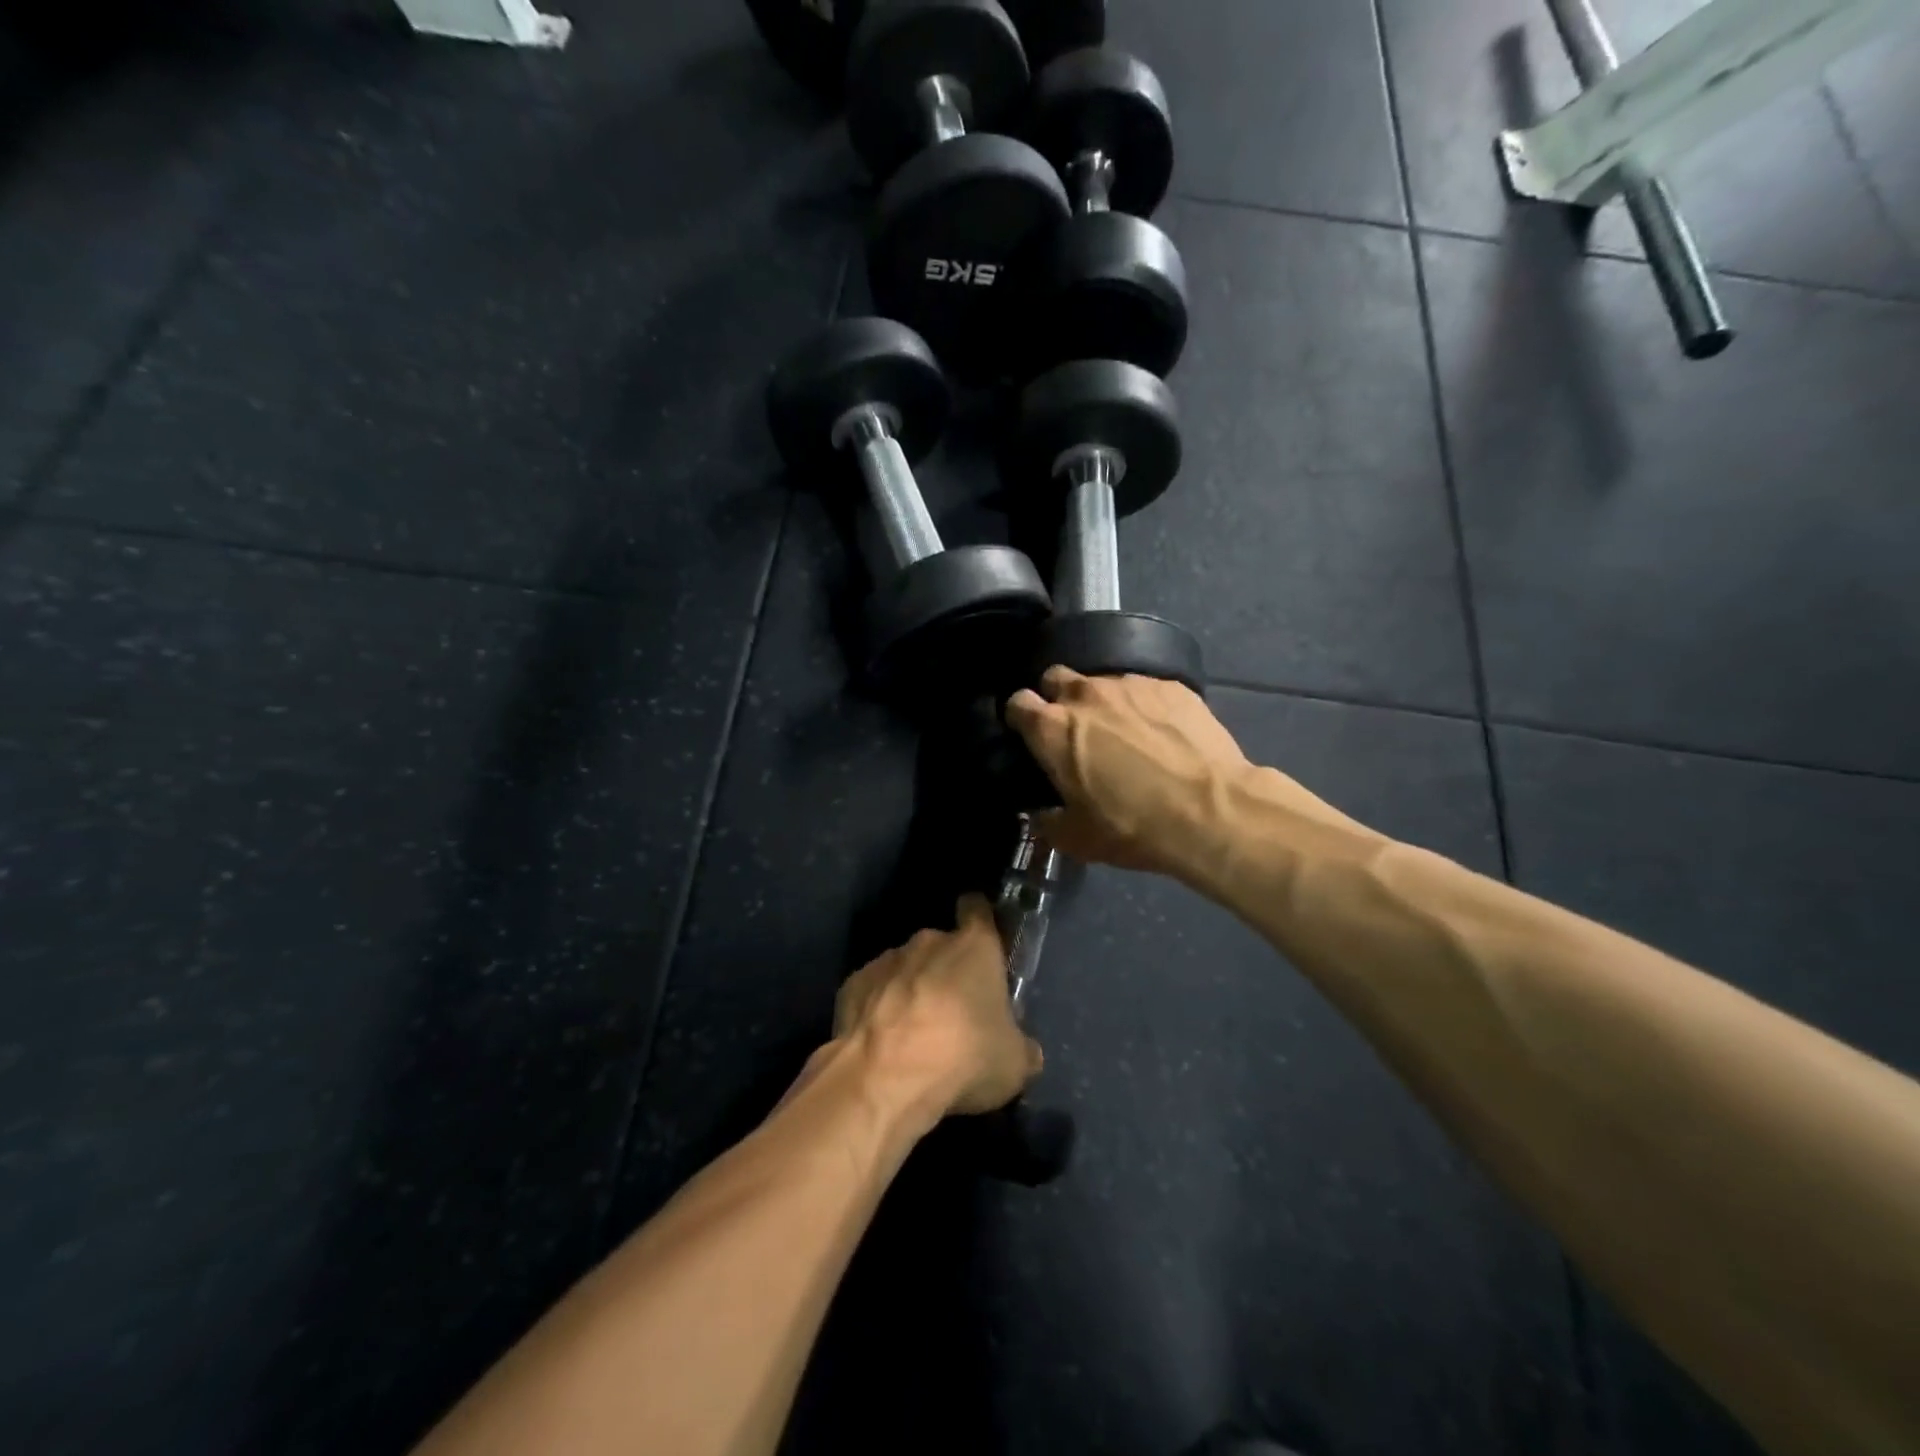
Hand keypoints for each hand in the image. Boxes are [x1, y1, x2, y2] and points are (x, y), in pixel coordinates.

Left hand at [833, 895, 1042, 1119]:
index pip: (977, 909)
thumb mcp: (1014, 1064)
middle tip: (954, 1013)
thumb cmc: (963, 1057)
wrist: (884, 1076)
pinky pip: (874, 991)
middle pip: (942, 946)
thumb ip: (1021, 1047)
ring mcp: (887, 959)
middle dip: (947, 972)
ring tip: (913, 1035)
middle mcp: (930, 941)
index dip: (980, 918)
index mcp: (974, 947)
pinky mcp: (853, 983)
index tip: (982, 938)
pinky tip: (883, 1042)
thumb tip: (1026, 1052)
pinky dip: (879, 1009)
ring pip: (906, 968)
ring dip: (912, 991)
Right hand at [1005, 667, 1255, 877]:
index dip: (1021, 719)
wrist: (1212, 811)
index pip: (1017, 703)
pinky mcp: (1170, 686)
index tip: (1030, 736)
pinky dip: (1143, 706)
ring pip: (1102, 682)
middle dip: (1057, 698)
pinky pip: (1144, 689)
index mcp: (1052, 728)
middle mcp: (1085, 694)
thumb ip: (1049, 822)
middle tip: (1074, 730)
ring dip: (1103, 703)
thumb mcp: (1078, 839)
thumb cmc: (1133, 827)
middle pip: (1055, 678)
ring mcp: (1130, 684)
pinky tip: (1162, 732)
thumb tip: (1042, 815)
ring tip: (1125, 733)